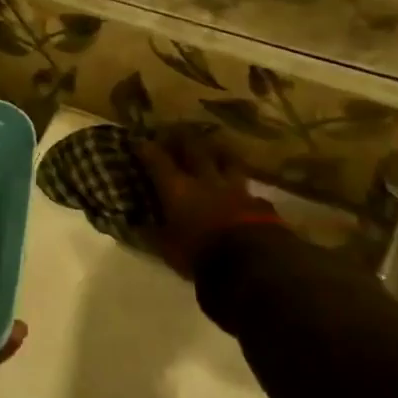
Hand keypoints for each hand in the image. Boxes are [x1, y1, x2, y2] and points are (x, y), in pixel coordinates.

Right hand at [136, 128, 284, 278]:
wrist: (254, 265)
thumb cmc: (202, 256)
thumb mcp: (169, 250)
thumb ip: (154, 234)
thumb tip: (137, 225)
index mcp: (178, 188)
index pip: (158, 160)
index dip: (147, 149)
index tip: (139, 141)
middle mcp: (206, 180)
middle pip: (195, 149)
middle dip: (184, 138)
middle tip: (178, 132)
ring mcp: (235, 189)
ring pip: (228, 161)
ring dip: (220, 154)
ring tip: (215, 150)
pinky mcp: (260, 203)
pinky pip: (249, 190)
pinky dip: (243, 189)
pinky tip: (244, 193)